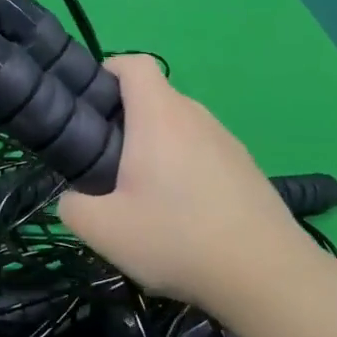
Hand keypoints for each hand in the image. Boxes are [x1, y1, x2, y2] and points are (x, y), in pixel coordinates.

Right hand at [58, 56, 313, 309]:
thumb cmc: (177, 237)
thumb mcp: (105, 230)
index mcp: (159, 115)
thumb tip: (72, 199)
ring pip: (181, 127)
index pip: (134, 63)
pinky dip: (186, 167)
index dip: (109, 70)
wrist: (265, 272)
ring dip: (158, 147)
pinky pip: (204, 151)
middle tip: (108, 164)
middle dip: (127, 120)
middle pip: (155, 97)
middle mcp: (195, 115)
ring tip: (146, 196)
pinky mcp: (245, 166)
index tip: (91, 103)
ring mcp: (226, 139)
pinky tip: (186, 214)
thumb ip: (73, 208)